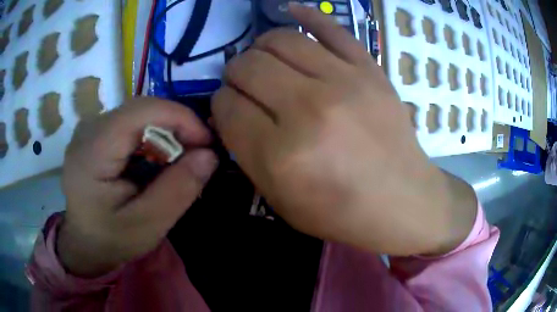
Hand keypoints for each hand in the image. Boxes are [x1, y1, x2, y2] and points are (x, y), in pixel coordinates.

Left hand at [58, 98, 217, 276]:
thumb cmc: (109, 239)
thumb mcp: (146, 226)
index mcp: (93, 150)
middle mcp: (89, 128)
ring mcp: (90, 128)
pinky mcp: (95, 133)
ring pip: (139, 115)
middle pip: (142, 110)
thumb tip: (209, 155)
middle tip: (197, 157)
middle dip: (176, 128)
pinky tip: (153, 163)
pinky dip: (151, 139)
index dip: (181, 118)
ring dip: (164, 134)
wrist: (82, 242)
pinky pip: (131, 124)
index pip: (142, 111)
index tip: (208, 144)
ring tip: (177, 163)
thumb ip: (177, 191)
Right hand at [212, 4, 476, 255]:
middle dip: (235, 74)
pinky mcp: (369, 69)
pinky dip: (305, 15)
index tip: (229, 108)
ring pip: (279, 40)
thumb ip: (247, 154)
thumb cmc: (342, 213)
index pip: (227, 106)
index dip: (221, 104)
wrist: (403, 201)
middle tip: (245, 85)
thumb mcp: (282, 200)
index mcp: (281, 155)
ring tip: (265, 60)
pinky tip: (291, 12)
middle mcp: (308, 110)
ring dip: (260, 48)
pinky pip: (330, 27)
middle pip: (247, 66)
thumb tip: (229, 110)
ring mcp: (343, 82)